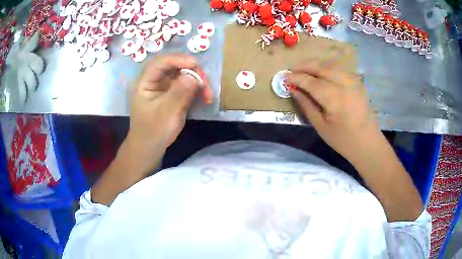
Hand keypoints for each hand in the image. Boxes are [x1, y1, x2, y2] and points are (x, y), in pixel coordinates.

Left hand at [126, 54, 204, 174]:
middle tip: (205, 83)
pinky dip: (197, 89)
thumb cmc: (153, 132)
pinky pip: (187, 85)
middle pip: (174, 66)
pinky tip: (205, 97)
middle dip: (192, 71)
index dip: (177, 59)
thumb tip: (193, 76)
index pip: (160, 62)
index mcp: (145, 82)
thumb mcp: (166, 113)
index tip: (195, 64)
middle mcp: (155, 80)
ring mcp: (165, 87)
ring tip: (208, 94)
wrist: (151, 148)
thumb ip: (179, 93)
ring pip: (183, 75)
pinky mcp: (173, 94)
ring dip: (197, 81)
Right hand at [288, 60, 380, 161]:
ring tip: (304, 69)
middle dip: (305, 66)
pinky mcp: (357, 83)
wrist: (368, 143)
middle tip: (292, 69)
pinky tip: (321, 73)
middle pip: (321, 68)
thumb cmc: (343, 140)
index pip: (311, 82)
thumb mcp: (321, 126)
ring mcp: (353, 82)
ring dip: (316, 65)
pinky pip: (339, 70)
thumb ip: (307, 105)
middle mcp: (345, 85)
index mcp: (335, 98)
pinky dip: (327, 68)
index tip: (284, 77)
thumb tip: (293, 90)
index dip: (296, 78)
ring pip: (331, 66)